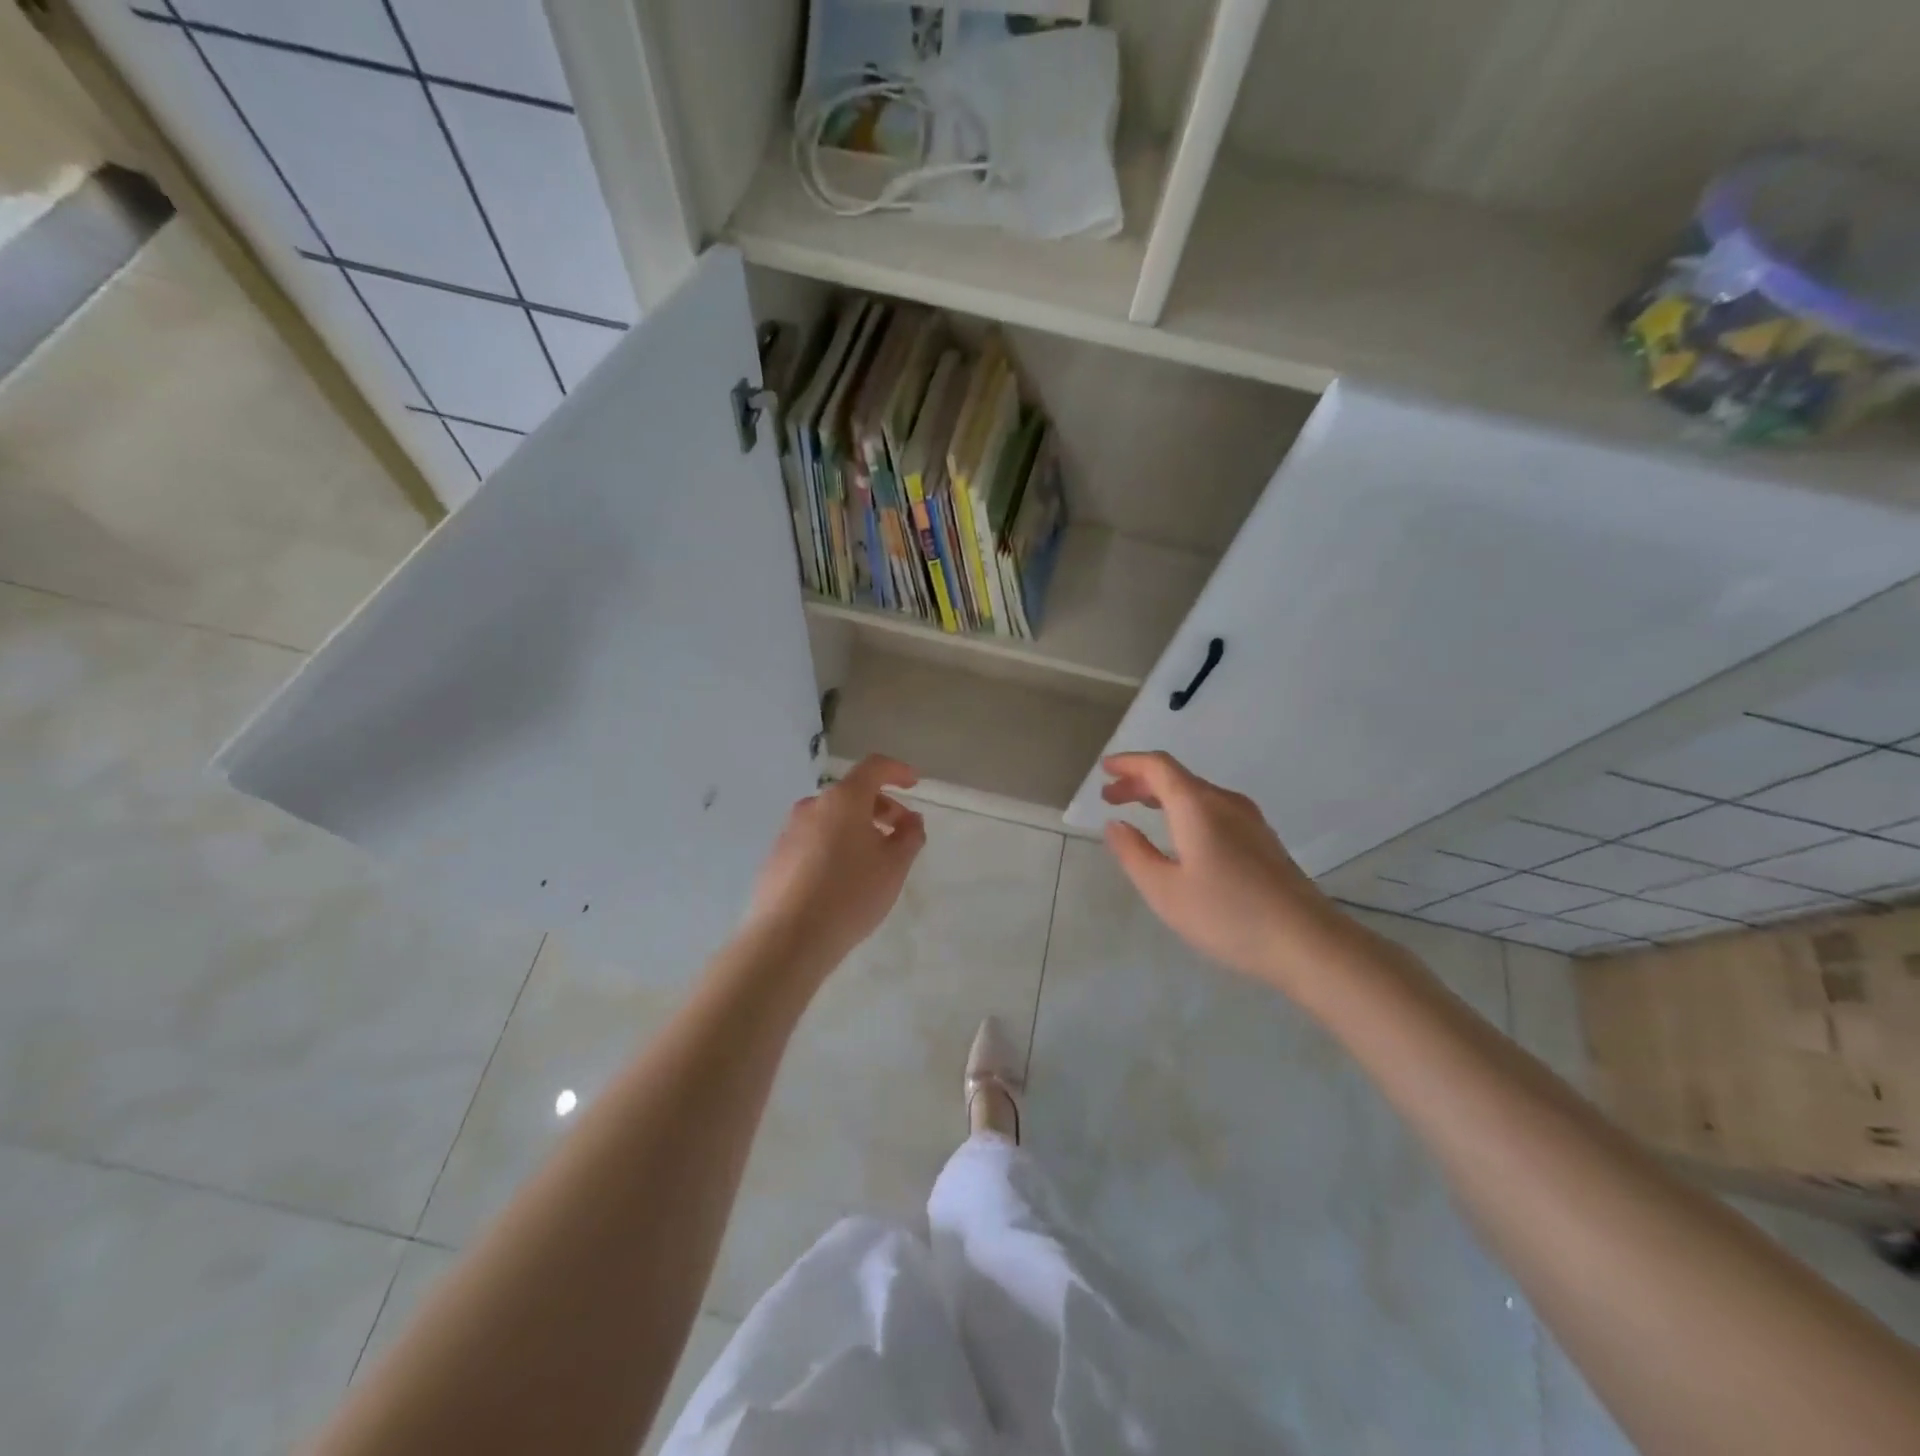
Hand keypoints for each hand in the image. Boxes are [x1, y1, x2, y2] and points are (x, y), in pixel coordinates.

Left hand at [746, 755, 926, 971]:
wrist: (788, 938)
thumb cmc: (850, 894)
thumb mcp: (894, 866)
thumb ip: (910, 835)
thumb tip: (910, 819)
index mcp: (843, 799)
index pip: (874, 767)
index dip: (897, 771)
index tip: (914, 783)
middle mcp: (813, 806)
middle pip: (852, 794)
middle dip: (881, 807)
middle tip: (899, 834)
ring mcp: (789, 831)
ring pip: (831, 818)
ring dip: (856, 828)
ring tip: (872, 861)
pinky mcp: (776, 857)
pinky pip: (813, 840)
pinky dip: (834, 846)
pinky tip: (842, 879)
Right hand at [1100, 751, 1347, 992]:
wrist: (1307, 942)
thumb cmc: (1227, 915)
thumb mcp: (1165, 891)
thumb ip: (1134, 854)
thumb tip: (1115, 825)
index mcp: (1197, 806)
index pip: (1158, 767)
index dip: (1128, 764)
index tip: (1104, 770)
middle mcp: (1225, 802)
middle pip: (1177, 778)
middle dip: (1141, 782)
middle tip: (1112, 796)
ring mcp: (1250, 821)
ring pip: (1197, 794)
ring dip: (1164, 797)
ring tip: (1139, 812)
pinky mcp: (1263, 841)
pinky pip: (1214, 810)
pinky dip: (1186, 811)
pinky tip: (1180, 836)